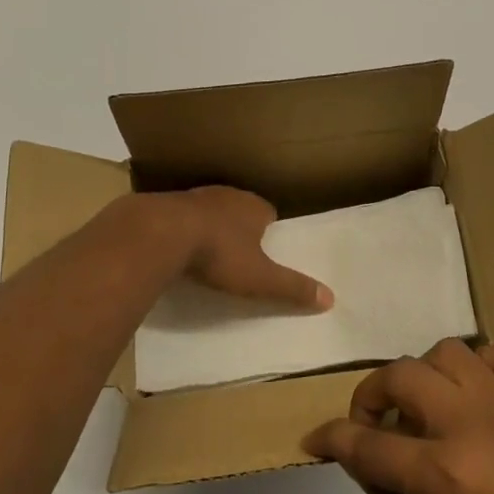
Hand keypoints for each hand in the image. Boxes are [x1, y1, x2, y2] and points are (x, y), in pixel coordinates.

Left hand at [171, 186, 332, 310]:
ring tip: (208, 251)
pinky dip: (184, 229)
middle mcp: (227, 195)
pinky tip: (179, 246)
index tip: (265, 249)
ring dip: (211, 226)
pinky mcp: (167, 205)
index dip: (268, 230)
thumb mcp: (260, 277)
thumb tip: (331, 299)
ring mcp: (195, 196)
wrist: (162, 233)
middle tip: (239, 252)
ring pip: (210, 210)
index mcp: (254, 207)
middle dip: (240, 227)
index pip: (268, 213)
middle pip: (240, 209)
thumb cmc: (220, 253)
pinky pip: (182, 216)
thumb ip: (292, 287)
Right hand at [306, 339, 493, 493]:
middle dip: (371, 395)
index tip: (314, 439)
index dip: (332, 439)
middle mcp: (471, 425)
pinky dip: (483, 365)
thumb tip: (367, 462)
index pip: (368, 443)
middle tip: (371, 426)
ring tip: (424, 410)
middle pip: (402, 376)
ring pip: (449, 352)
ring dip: (424, 374)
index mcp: (444, 475)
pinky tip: (475, 398)